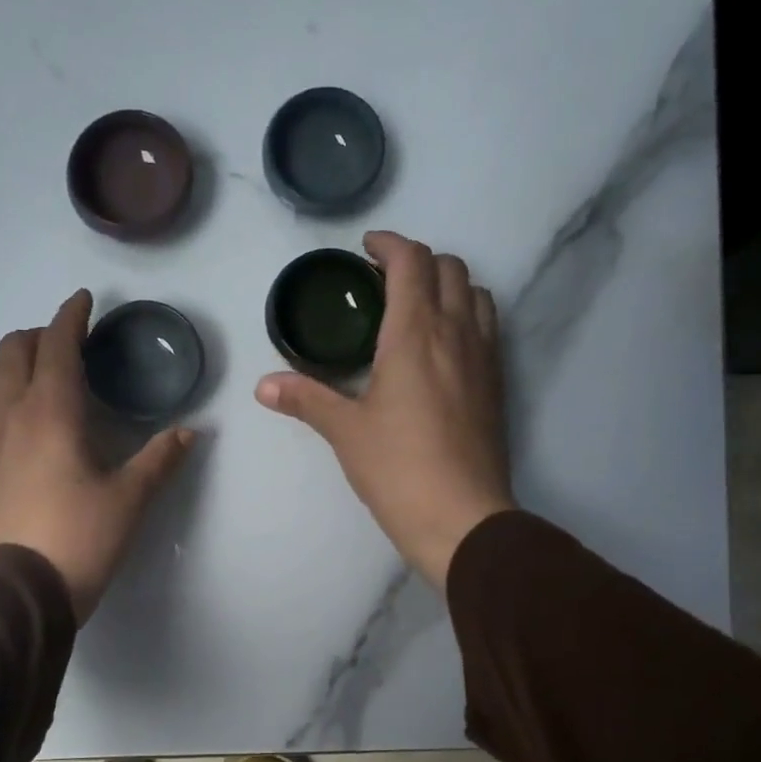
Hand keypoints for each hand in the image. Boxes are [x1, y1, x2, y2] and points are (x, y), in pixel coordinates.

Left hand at [0, 290, 192, 622]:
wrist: (25, 589)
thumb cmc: (83, 537)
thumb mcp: (131, 498)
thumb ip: (161, 458)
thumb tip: (191, 431)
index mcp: (53, 411)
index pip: (57, 344)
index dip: (71, 316)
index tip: (83, 302)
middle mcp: (11, 414)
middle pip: (13, 350)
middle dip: (39, 337)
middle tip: (65, 349)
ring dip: (2, 365)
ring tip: (26, 378)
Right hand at [255, 231, 514, 589]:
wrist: (463, 518)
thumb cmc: (398, 469)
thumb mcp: (346, 432)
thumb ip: (306, 399)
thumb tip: (263, 386)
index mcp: (416, 334)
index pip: (412, 262)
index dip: (389, 244)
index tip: (366, 249)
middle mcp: (457, 333)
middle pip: (450, 267)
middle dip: (418, 260)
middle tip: (384, 281)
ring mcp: (484, 358)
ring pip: (477, 294)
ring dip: (448, 285)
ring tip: (417, 308)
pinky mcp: (497, 385)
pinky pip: (488, 328)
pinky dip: (466, 315)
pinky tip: (442, 348)